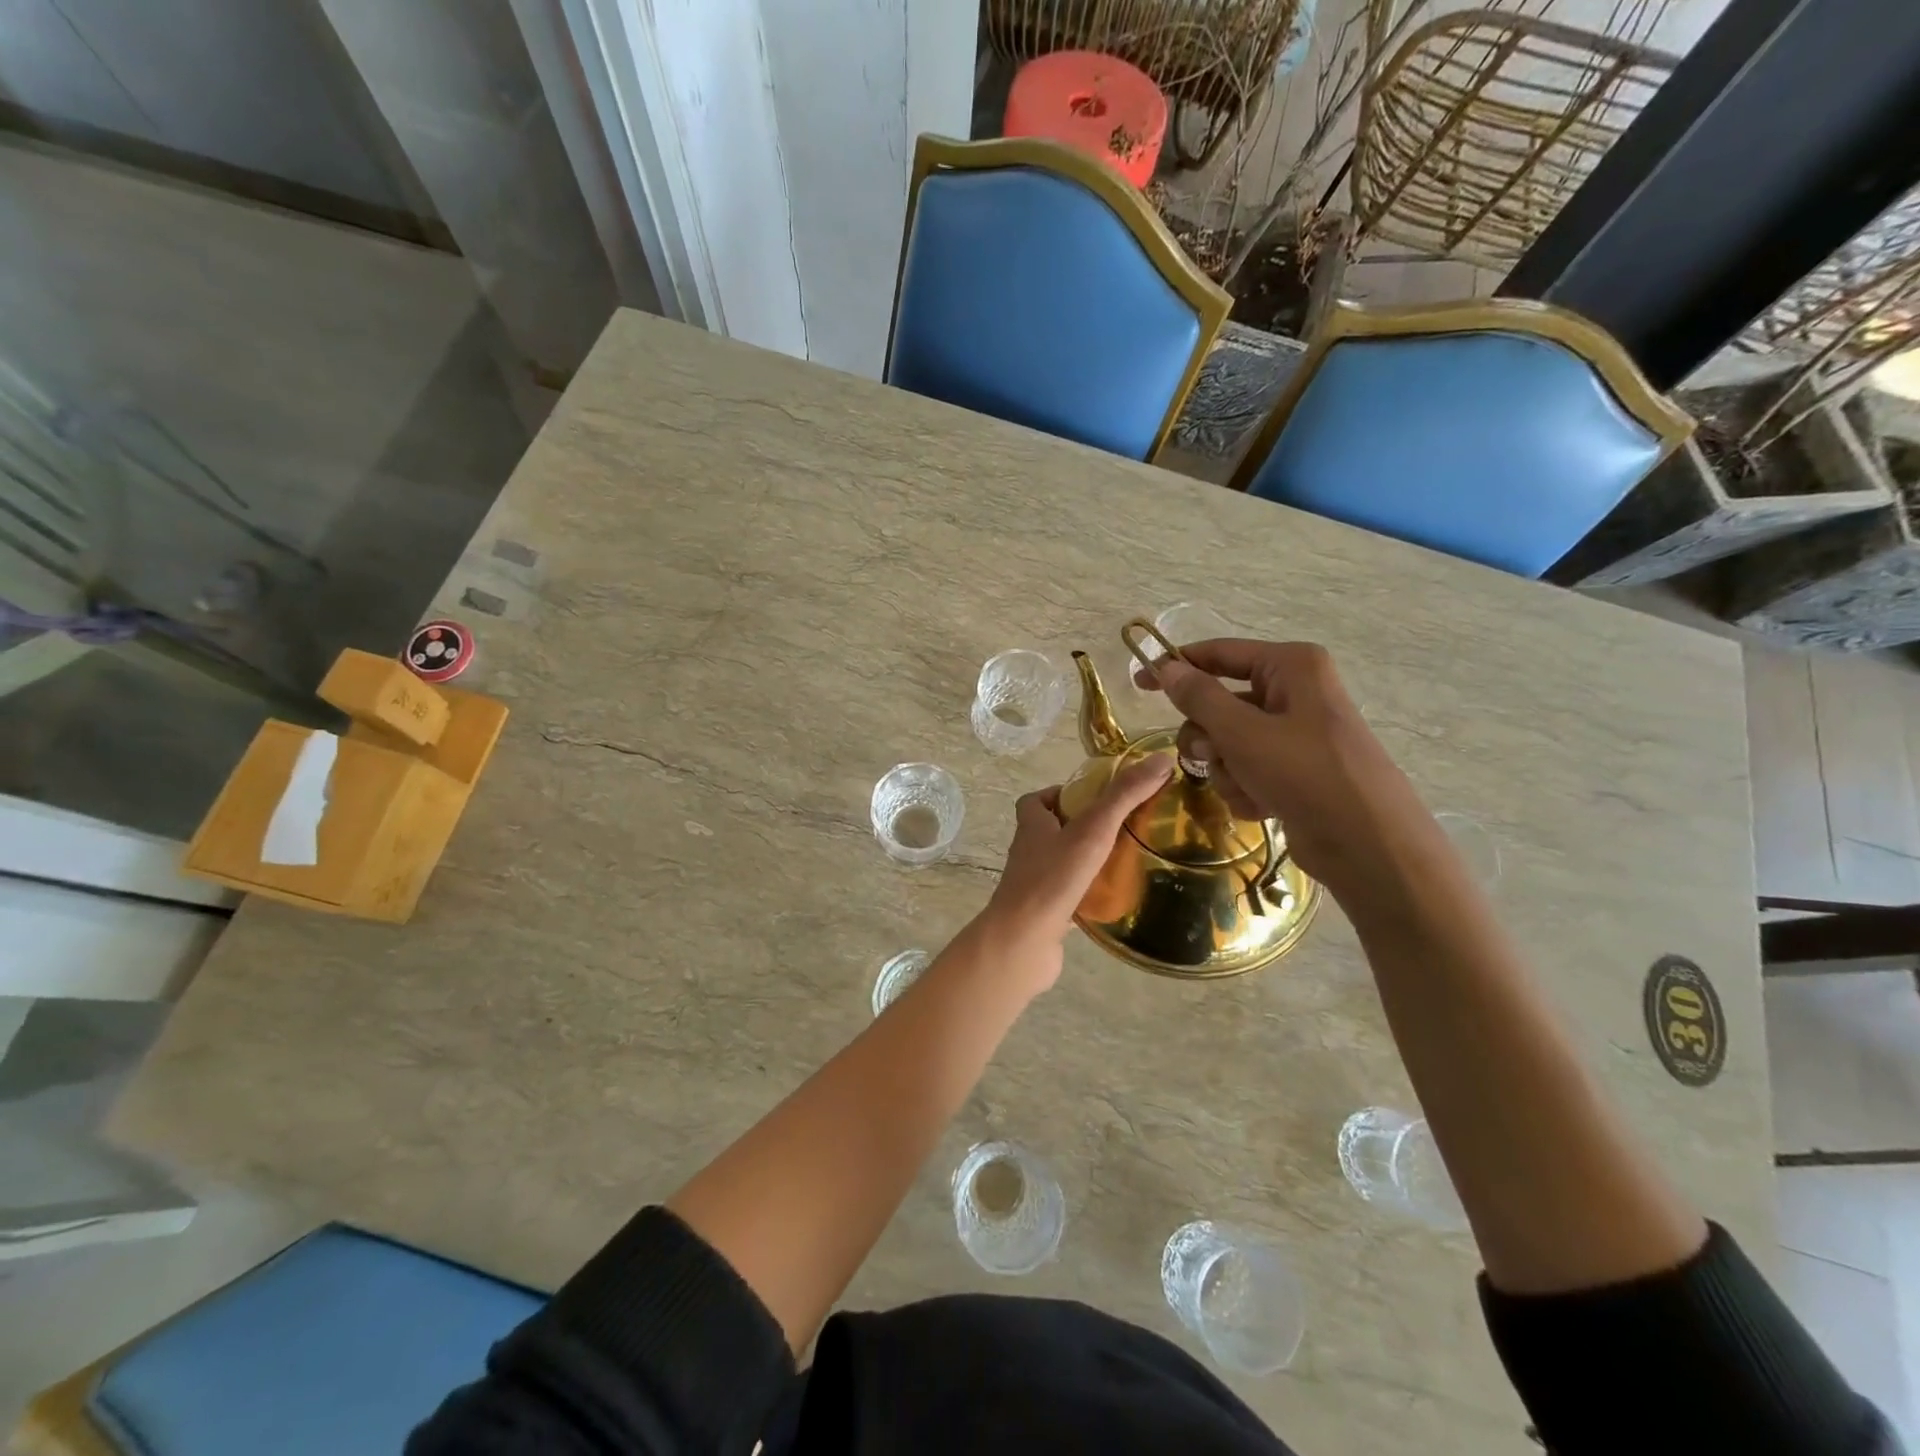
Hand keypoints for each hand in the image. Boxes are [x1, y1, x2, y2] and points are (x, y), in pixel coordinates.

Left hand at [975, 755, 1173, 990]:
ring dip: (1086, 861)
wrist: (1022, 942)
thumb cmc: (1052, 879)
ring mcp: (1034, 885)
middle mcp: (1028, 852)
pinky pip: (1068, 897)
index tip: (1095, 797)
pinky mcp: (1044, 914)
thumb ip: (1123, 796)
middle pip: (1051, 831)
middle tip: (1121, 827)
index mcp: (1032, 825)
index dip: (1061, 794)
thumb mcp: (1092, 829)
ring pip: (1061, 865)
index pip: (1037, 800)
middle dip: (1082, 827)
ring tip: (1125, 859)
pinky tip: (1115, 898)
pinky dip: (1088, 895)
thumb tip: (1160, 759)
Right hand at [1134, 639, 1432, 898]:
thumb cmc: (1305, 774)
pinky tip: (1263, 806)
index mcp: (1291, 667)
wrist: (1368, 845)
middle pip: (1221, 703)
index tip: (1138, 683)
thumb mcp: (1243, 732)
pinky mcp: (1295, 770)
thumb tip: (1167, 668)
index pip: (1219, 653)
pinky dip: (1246, 788)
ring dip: (1227, 769)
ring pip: (1229, 741)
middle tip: (1208, 756)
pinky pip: (1248, 768)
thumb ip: (1199, 697)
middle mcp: (1295, 692)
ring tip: (1247, 788)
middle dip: (1209, 736)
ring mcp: (1296, 733)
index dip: (1177, 666)